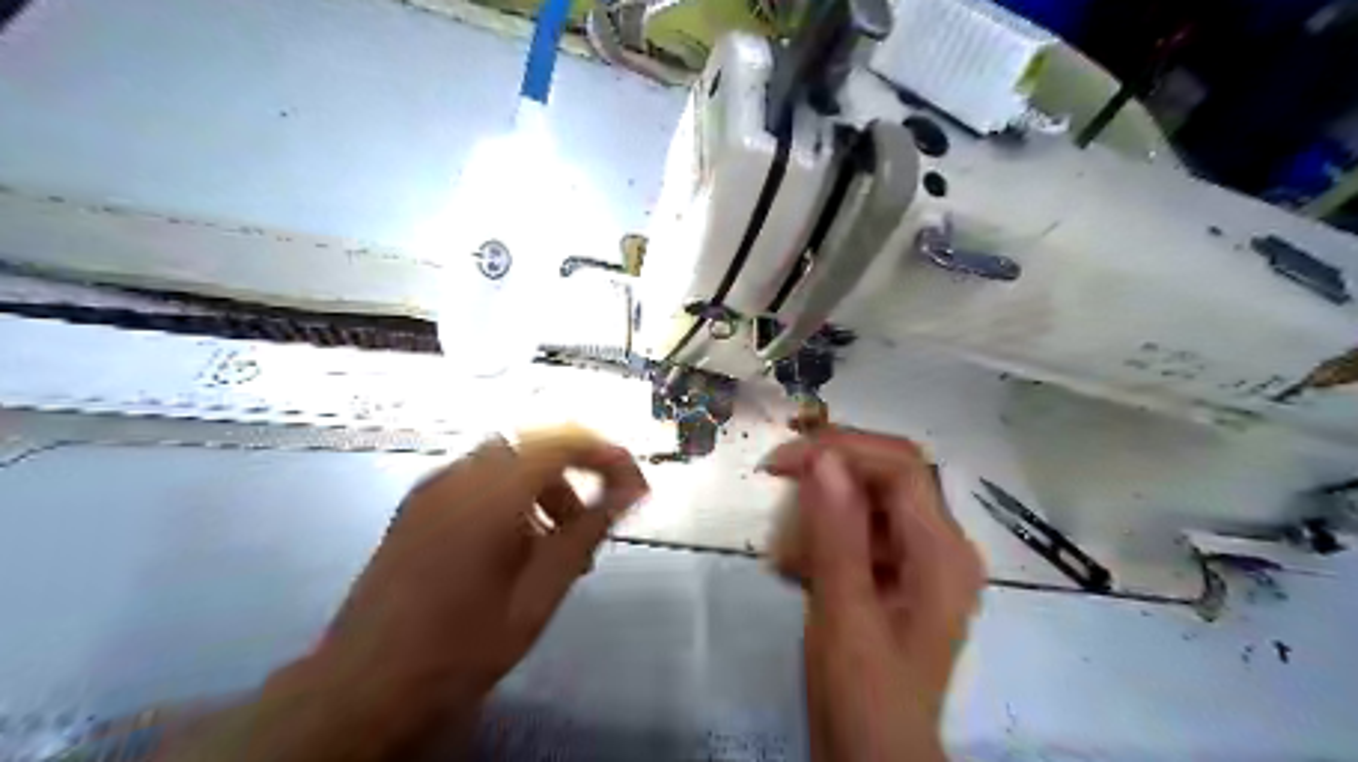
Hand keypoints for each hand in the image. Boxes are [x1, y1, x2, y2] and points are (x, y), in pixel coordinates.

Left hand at [160, 427, 651, 761]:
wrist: (360, 688)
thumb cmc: (457, 649)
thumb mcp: (537, 597)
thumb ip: (585, 534)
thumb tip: (628, 493)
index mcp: (489, 496)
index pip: (561, 443)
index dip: (605, 455)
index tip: (634, 483)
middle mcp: (457, 478)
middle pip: (535, 445)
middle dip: (575, 472)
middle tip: (595, 519)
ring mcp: (432, 489)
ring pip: (507, 461)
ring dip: (544, 486)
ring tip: (559, 544)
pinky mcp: (417, 506)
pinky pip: (479, 479)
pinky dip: (513, 496)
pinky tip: (517, 545)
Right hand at [763, 427, 987, 761]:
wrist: (873, 757)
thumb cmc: (864, 696)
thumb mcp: (845, 615)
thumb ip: (837, 535)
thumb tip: (824, 458)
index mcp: (942, 554)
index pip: (901, 467)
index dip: (842, 449)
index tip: (784, 460)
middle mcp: (941, 546)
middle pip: (887, 475)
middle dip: (829, 472)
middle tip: (776, 479)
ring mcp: (920, 558)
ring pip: (868, 499)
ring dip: (820, 510)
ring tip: (786, 549)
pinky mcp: (898, 572)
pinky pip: (858, 529)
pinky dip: (822, 536)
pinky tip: (796, 566)